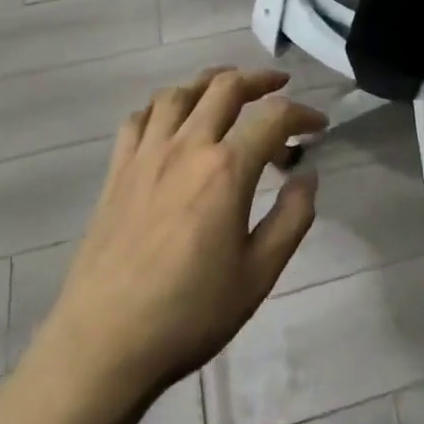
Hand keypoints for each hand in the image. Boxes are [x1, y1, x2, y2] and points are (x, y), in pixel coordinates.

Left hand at [22, 68, 324, 404]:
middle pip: (225, 86)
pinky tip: (171, 123)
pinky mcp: (117, 171)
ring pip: (178, 93)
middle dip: (259, 78)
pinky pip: (139, 119)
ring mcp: (146, 155)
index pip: (274, 117)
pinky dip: (162, 108)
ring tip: (226, 89)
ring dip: (208, 82)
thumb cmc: (190, 313)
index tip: (318, 125)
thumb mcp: (258, 275)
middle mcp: (187, 147)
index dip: (302, 113)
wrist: (104, 344)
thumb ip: (292, 218)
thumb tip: (307, 176)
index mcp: (226, 169)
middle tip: (278, 85)